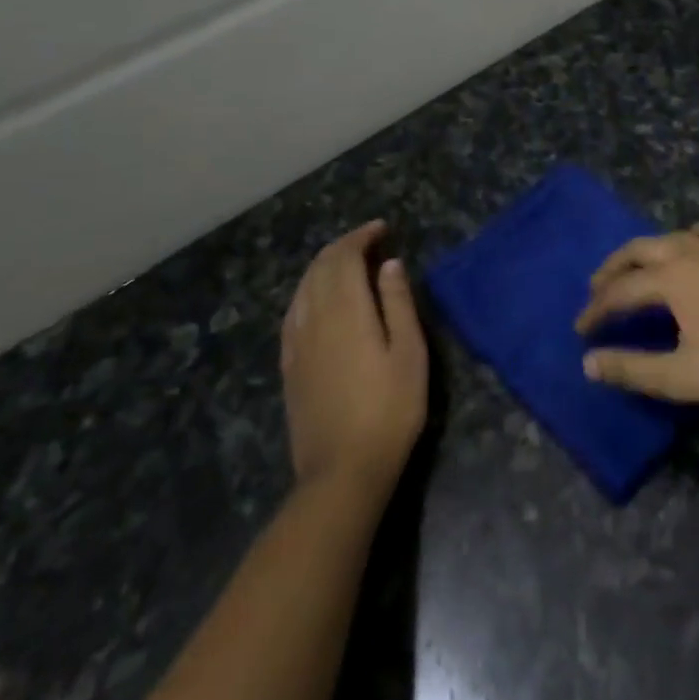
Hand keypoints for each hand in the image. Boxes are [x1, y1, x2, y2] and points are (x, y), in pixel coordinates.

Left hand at [280, 220, 427, 496]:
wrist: (342, 471)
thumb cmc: (390, 410)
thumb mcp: (409, 353)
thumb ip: (398, 303)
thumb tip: (389, 264)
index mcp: (346, 311)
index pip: (343, 258)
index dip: (361, 236)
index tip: (382, 228)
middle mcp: (313, 319)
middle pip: (319, 268)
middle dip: (342, 247)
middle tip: (370, 241)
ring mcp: (296, 344)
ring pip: (302, 288)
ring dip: (324, 267)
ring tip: (349, 264)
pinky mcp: (289, 366)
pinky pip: (293, 313)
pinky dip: (308, 292)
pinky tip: (319, 301)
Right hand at [574, 223, 698, 405]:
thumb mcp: (682, 376)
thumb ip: (632, 369)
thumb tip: (589, 362)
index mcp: (671, 278)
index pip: (620, 292)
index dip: (597, 311)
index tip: (581, 330)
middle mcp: (691, 252)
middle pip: (640, 251)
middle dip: (613, 269)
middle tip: (596, 289)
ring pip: (673, 238)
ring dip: (647, 252)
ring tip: (636, 268)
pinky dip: (696, 234)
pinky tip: (695, 238)